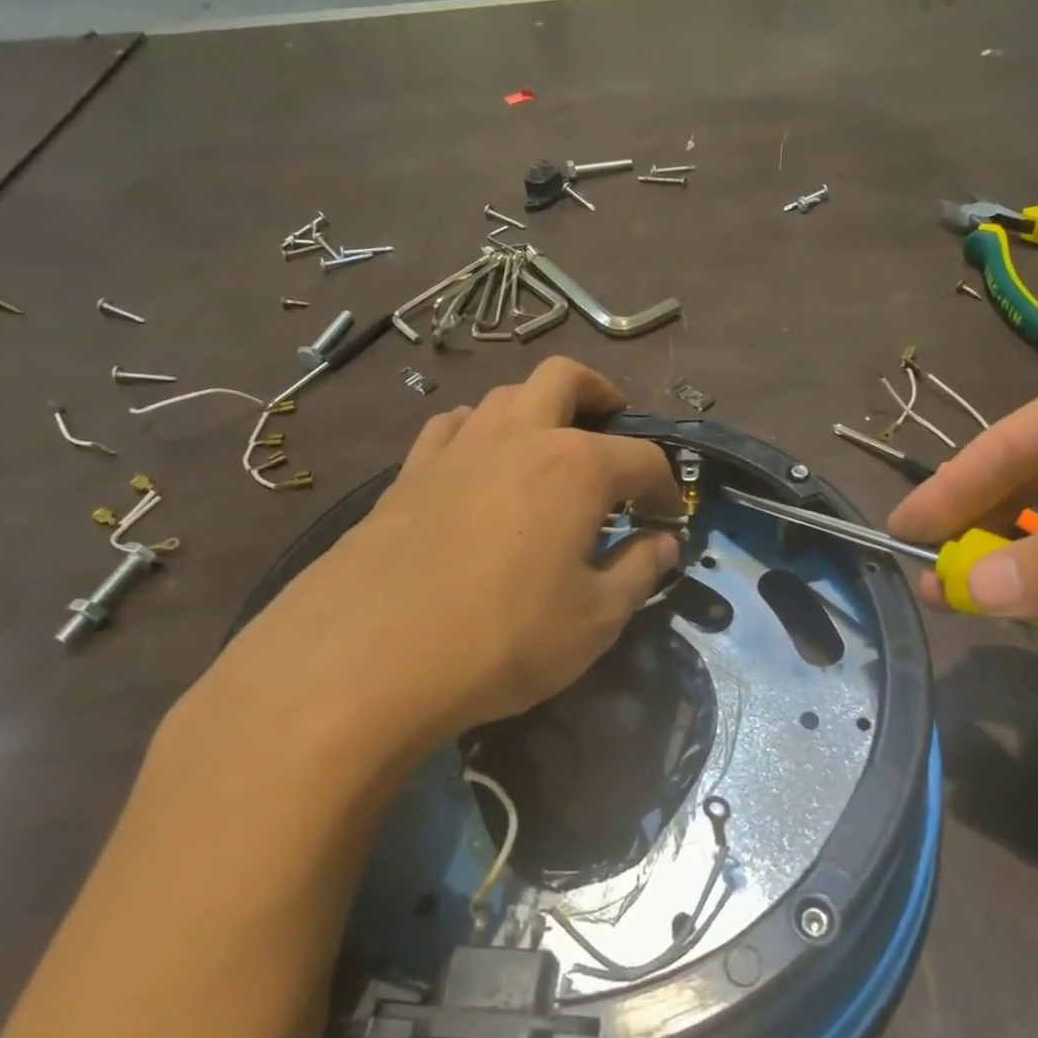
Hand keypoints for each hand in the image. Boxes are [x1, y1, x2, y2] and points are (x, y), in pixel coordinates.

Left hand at [211, 358, 680, 768]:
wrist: (369, 658)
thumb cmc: (505, 638)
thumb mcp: (595, 619)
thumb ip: (639, 572)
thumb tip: (664, 544)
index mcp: (577, 466)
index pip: (642, 458)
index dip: (665, 486)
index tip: (668, 518)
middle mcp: (519, 437)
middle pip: (566, 379)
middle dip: (601, 394)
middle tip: (613, 423)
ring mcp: (457, 448)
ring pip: (504, 395)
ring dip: (537, 408)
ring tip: (548, 449)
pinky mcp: (408, 472)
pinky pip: (451, 427)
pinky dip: (478, 432)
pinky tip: (479, 467)